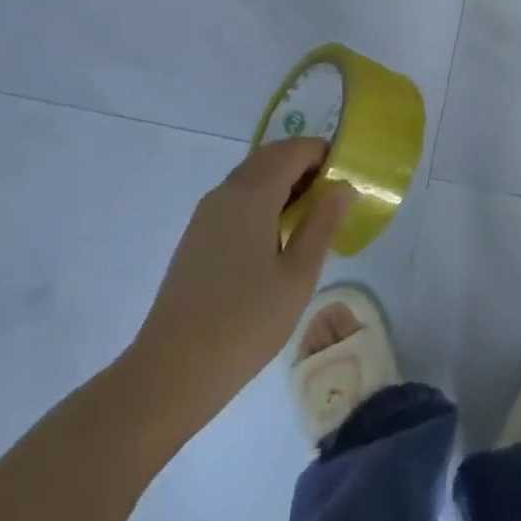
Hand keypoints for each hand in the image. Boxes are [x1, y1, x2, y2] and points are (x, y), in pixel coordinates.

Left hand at [126, 138, 351, 431]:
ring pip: (251, 175)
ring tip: (310, 213)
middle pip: (270, 156)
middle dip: (304, 163)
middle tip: (333, 192)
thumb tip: (343, 186)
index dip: (323, 152)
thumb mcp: (298, 276)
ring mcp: (206, 214)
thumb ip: (322, 224)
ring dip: (283, 179)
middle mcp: (226, 193)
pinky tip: (277, 234)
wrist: (172, 370)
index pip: (293, 150)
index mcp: (252, 195)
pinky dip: (263, 197)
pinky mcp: (197, 235)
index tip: (348, 173)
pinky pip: (236, 197)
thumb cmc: (245, 322)